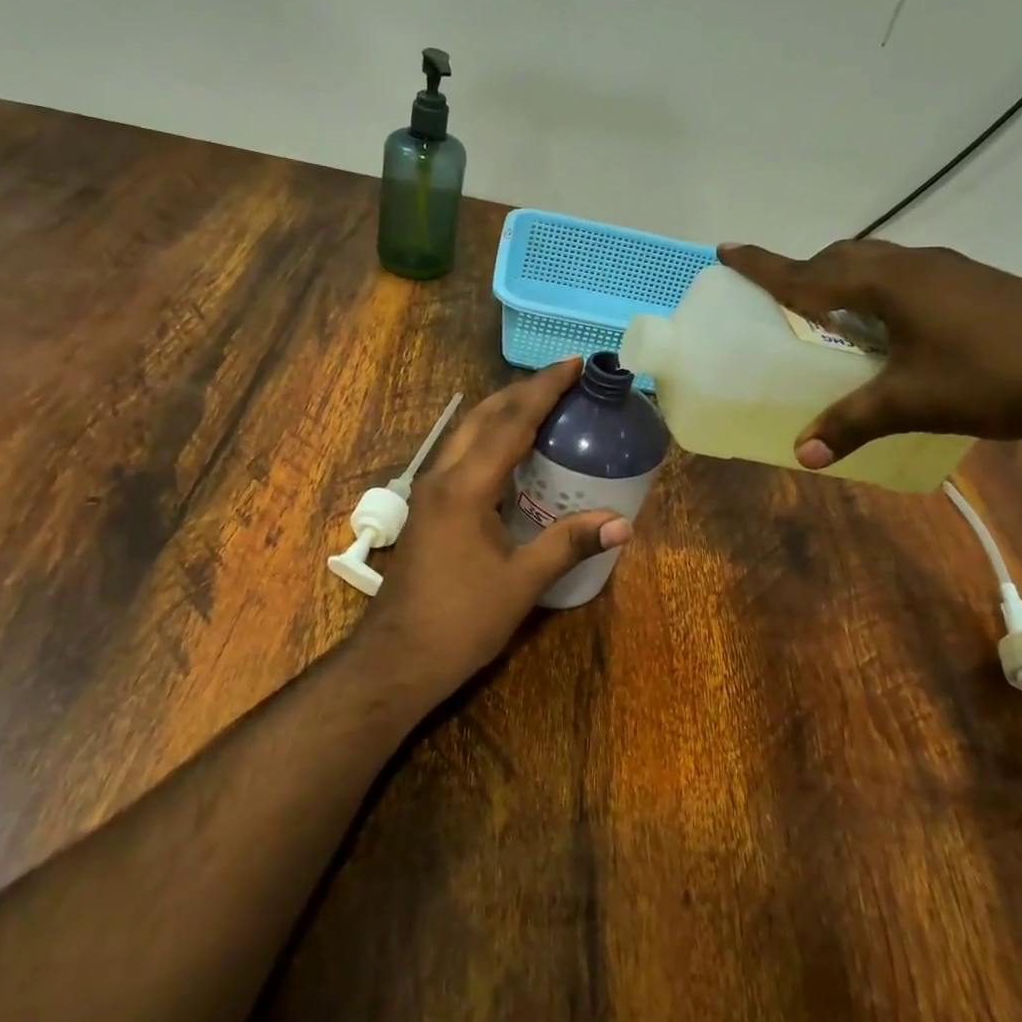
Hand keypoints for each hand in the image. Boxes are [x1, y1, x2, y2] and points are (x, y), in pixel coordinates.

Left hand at [354, 358, 631, 701]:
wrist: (398, 657)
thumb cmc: (461, 621)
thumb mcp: (521, 583)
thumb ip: (568, 545)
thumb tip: (622, 524)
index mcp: (466, 487)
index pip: (510, 422)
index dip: (544, 389)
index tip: (574, 364)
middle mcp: (442, 478)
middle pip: (483, 416)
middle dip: (522, 391)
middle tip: (563, 379)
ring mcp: (429, 493)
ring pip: (467, 434)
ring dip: (503, 412)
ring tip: (543, 405)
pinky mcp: (428, 510)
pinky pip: (462, 457)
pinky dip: (490, 440)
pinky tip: (513, 455)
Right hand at [718, 238, 1021, 467]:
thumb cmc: (996, 374)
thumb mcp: (914, 402)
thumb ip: (852, 423)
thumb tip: (801, 454)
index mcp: (890, 284)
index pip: (810, 271)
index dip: (765, 265)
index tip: (726, 251)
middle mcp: (915, 266)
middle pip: (843, 258)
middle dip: (804, 271)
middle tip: (779, 296)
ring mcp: (949, 271)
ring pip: (877, 264)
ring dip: (843, 279)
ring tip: (827, 311)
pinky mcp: (974, 285)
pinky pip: (904, 276)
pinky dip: (876, 291)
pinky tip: (888, 327)